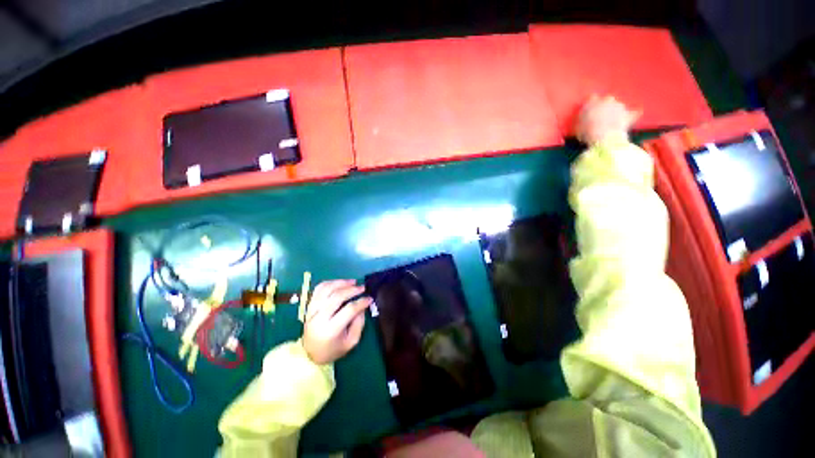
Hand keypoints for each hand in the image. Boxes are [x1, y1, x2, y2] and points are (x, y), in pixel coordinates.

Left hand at [302, 280, 372, 364]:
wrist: (310, 353)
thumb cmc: (333, 349)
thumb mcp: (351, 342)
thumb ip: (359, 323)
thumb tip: (362, 306)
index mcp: (330, 330)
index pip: (348, 310)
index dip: (361, 302)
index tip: (370, 298)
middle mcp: (319, 318)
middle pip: (336, 297)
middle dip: (352, 290)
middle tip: (363, 287)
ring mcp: (312, 311)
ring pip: (326, 290)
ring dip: (341, 283)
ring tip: (352, 282)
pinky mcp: (309, 306)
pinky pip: (318, 289)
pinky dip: (330, 283)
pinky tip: (339, 283)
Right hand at [575, 95, 640, 145]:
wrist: (604, 138)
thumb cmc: (587, 133)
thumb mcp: (578, 127)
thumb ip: (582, 120)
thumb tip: (584, 119)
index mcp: (592, 102)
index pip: (591, 98)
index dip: (591, 104)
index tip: (589, 110)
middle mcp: (607, 100)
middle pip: (606, 100)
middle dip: (605, 106)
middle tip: (601, 116)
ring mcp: (619, 106)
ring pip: (618, 106)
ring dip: (615, 111)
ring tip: (612, 121)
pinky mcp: (629, 114)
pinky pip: (633, 113)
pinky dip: (633, 114)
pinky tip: (635, 114)